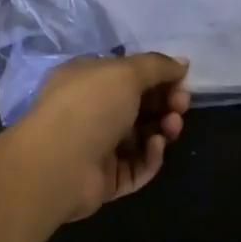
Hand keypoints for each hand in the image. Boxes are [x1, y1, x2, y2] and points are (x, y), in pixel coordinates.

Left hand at [13, 53, 190, 220]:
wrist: (57, 165)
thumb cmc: (90, 106)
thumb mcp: (126, 72)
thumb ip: (158, 66)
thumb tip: (183, 63)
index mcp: (88, 80)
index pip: (129, 75)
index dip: (159, 77)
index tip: (181, 81)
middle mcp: (92, 111)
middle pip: (139, 105)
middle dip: (166, 103)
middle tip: (181, 105)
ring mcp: (98, 146)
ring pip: (142, 136)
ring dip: (163, 128)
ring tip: (171, 126)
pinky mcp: (107, 178)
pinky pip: (137, 165)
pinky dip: (151, 155)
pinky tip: (155, 146)